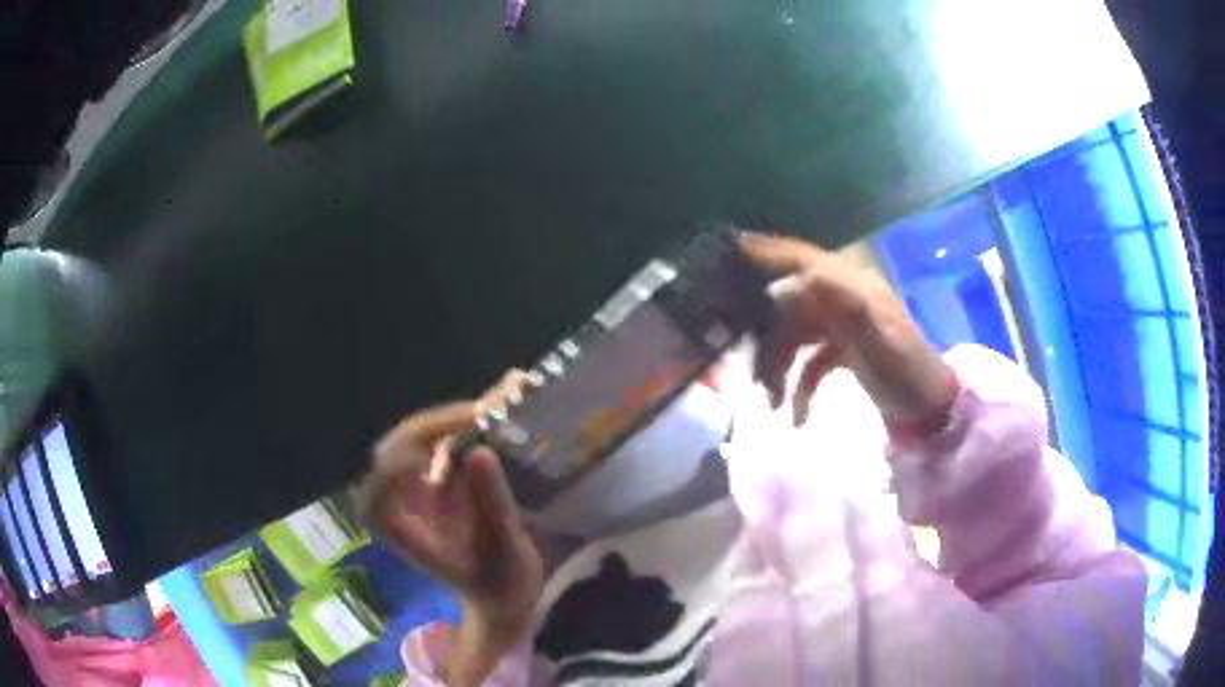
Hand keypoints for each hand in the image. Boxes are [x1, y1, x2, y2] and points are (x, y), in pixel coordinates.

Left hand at [360, 374, 542, 681]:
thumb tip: (480, 451)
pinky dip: (466, 424)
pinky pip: (440, 441)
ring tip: (499, 403)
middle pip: (398, 447)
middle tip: (487, 412)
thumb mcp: (505, 552)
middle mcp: (399, 502)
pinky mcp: (434, 478)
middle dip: (439, 423)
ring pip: (418, 437)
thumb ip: (493, 506)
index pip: (382, 483)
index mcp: (401, 529)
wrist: (502, 598)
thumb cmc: (501, 585)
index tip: (454, 441)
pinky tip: (496, 410)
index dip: (407, 454)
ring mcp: (414, 488)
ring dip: (454, 418)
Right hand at [739, 232, 956, 427]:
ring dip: (778, 368)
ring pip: (792, 337)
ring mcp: (840, 326)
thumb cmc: (908, 373)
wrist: (929, 409)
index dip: (768, 251)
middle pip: (789, 304)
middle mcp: (842, 300)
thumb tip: (803, 276)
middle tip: (747, 366)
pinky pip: (807, 363)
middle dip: (765, 336)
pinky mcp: (840, 350)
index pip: (804, 259)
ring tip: (772, 403)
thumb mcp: (881, 342)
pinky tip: (796, 416)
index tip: (731, 250)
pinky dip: (799, 387)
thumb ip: (846, 308)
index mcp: (853, 287)